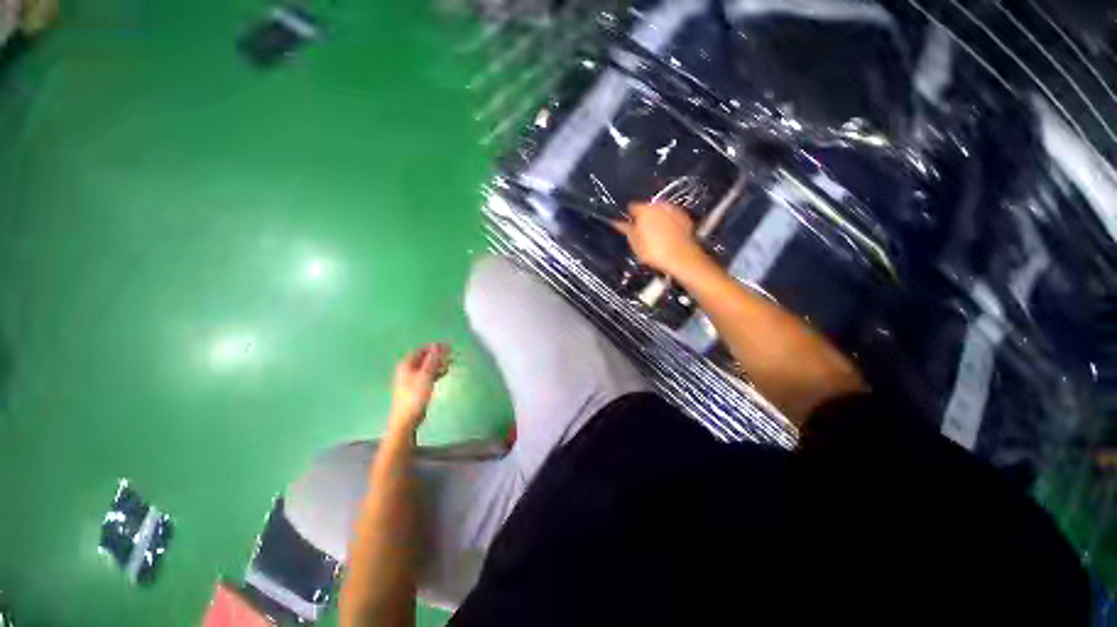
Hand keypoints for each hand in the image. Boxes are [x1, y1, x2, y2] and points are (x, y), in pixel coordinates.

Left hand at [388, 343, 449, 432]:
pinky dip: (436, 372)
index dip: (434, 346)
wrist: (407, 419)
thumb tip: (438, 345)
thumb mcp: (426, 376)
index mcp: (406, 365)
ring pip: (427, 366)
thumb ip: (432, 360)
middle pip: (424, 357)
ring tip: (451, 362)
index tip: (448, 345)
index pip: (421, 350)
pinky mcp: (417, 387)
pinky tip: (444, 372)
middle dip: (438, 354)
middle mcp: (408, 369)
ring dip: (438, 363)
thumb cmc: (415, 396)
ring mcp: (412, 378)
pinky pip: (428, 374)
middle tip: (451, 353)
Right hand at [613, 203, 707, 275]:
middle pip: (647, 208)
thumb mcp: (634, 243)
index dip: (629, 217)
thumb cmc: (656, 252)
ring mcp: (673, 211)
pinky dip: (669, 224)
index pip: (631, 207)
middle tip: (641, 234)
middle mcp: (659, 206)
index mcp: (644, 209)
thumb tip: (618, 223)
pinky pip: (672, 218)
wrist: (682, 259)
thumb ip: (625, 229)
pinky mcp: (685, 218)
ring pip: (660, 213)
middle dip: (643, 218)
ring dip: (657, 221)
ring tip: (654, 237)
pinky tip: (667, 237)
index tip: (628, 226)